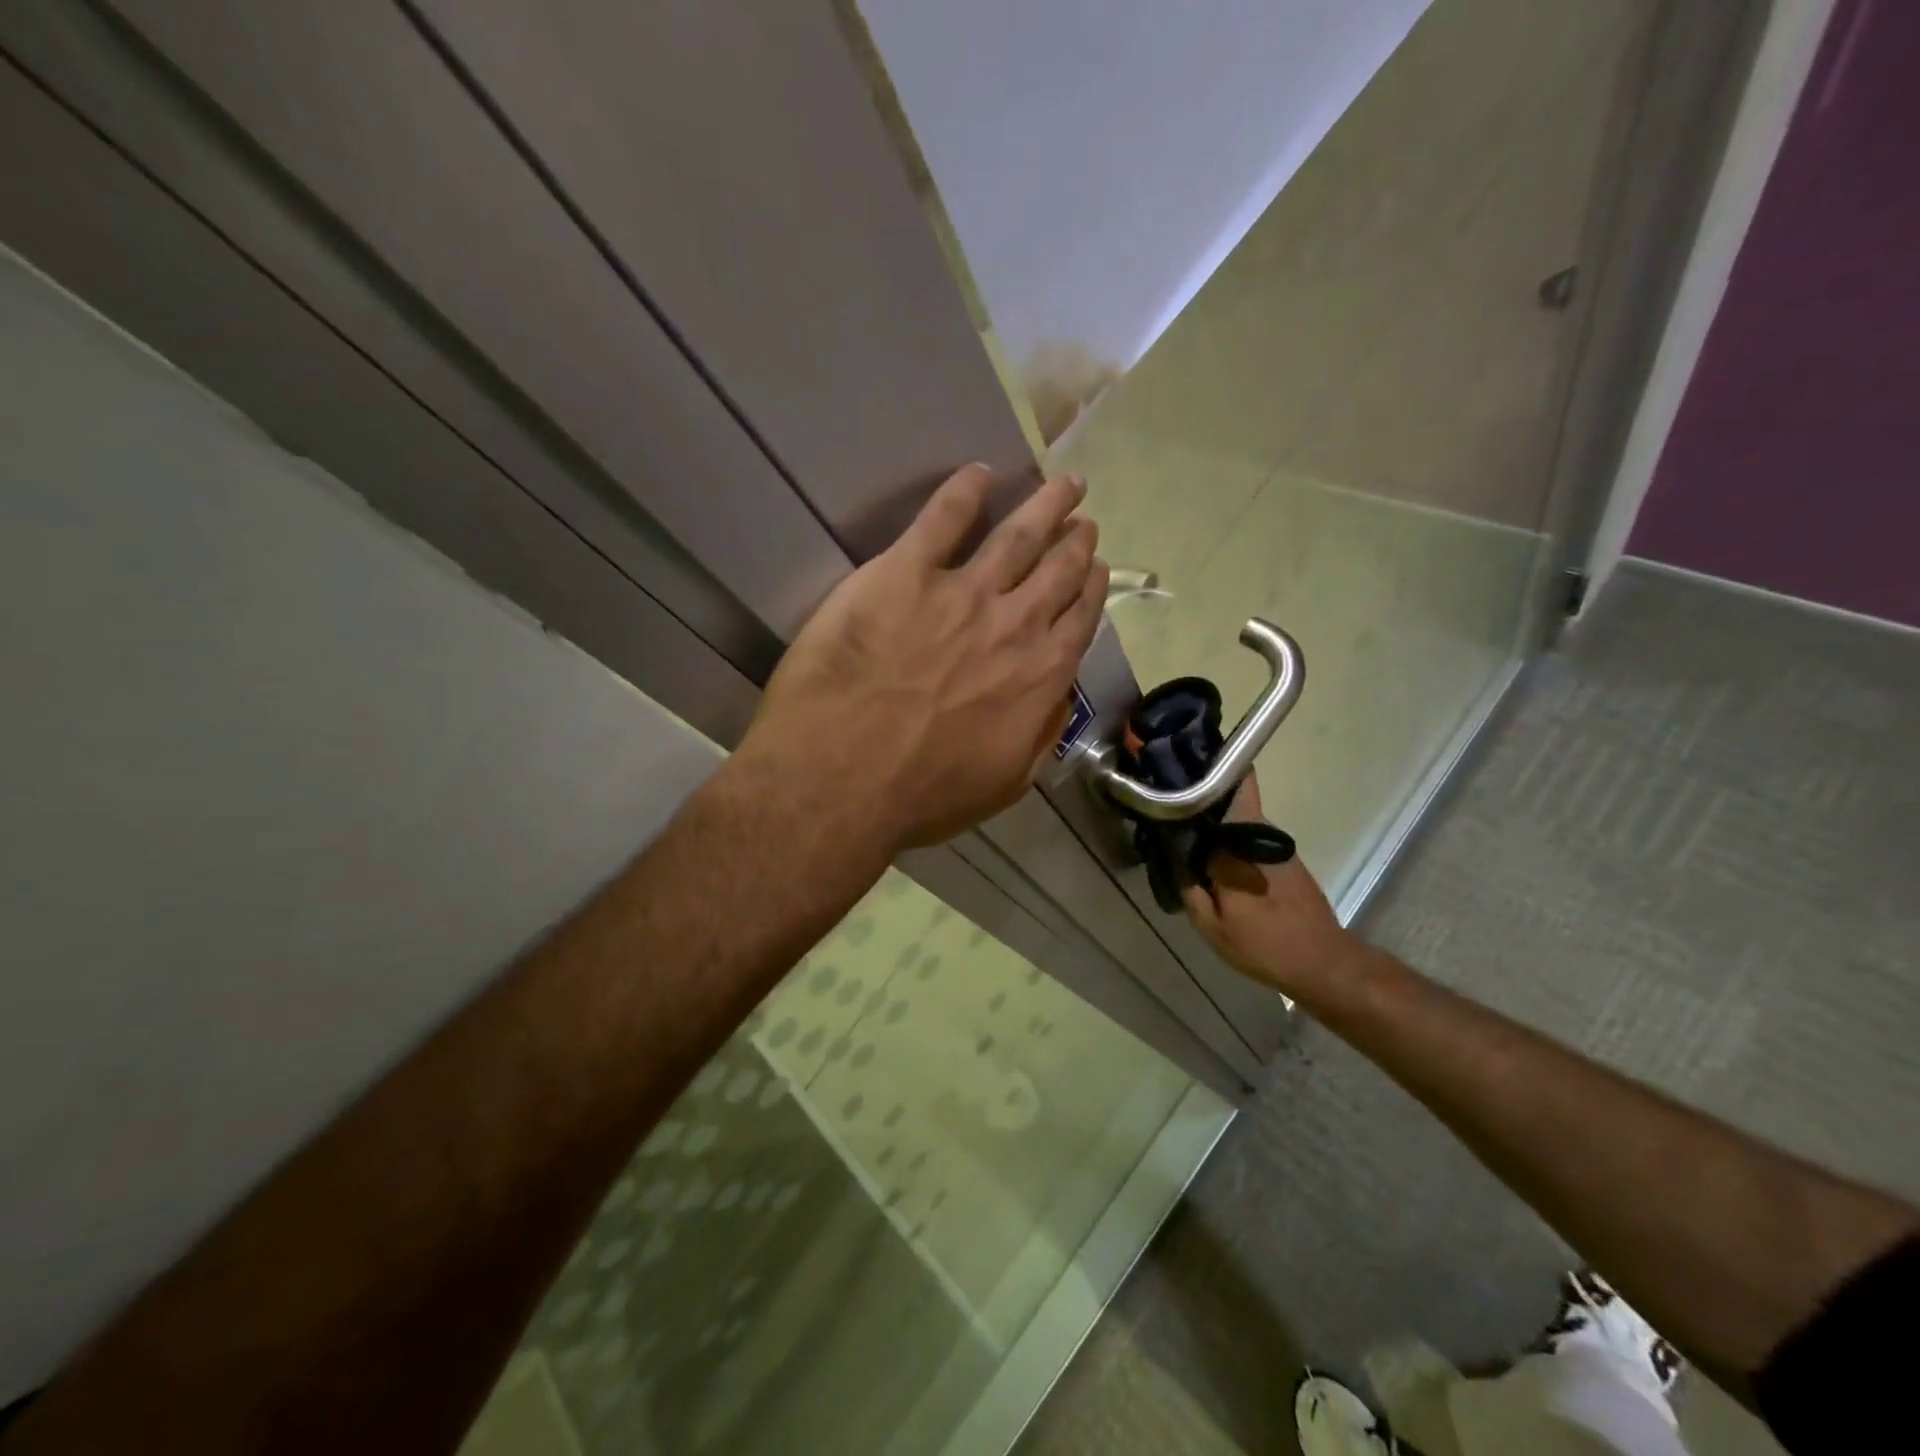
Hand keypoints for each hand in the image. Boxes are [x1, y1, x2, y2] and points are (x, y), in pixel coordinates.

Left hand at [739, 464, 1106, 851]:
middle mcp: (1013, 624)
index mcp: (1040, 676)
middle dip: (1075, 539)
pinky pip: (942, 518)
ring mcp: (960, 593)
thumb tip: (1056, 696)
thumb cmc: (923, 794)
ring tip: (1062, 484)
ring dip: (1045, 505)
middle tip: (1083, 518)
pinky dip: (964, 491)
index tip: (1095, 567)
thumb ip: (1040, 734)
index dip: (1091, 588)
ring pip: (1017, 535)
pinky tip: (978, 473)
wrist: (843, 778)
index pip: (1079, 619)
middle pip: (1056, 569)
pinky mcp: (903, 573)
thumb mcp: (1005, 783)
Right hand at [1180, 776, 1359, 1001]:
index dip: (1208, 771)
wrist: (1325, 964)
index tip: (1181, 764)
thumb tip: (1174, 857)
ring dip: (1216, 823)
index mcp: (1240, 841)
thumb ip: (1189, 888)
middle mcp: (1261, 833)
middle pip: (1232, 798)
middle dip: (1204, 796)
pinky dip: (1231, 842)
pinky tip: (1214, 861)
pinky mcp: (1287, 860)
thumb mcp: (1212, 927)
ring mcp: (1277, 845)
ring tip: (1186, 833)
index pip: (1234, 786)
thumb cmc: (1264, 944)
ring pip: (1239, 820)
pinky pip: (1250, 839)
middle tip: (1172, 804)